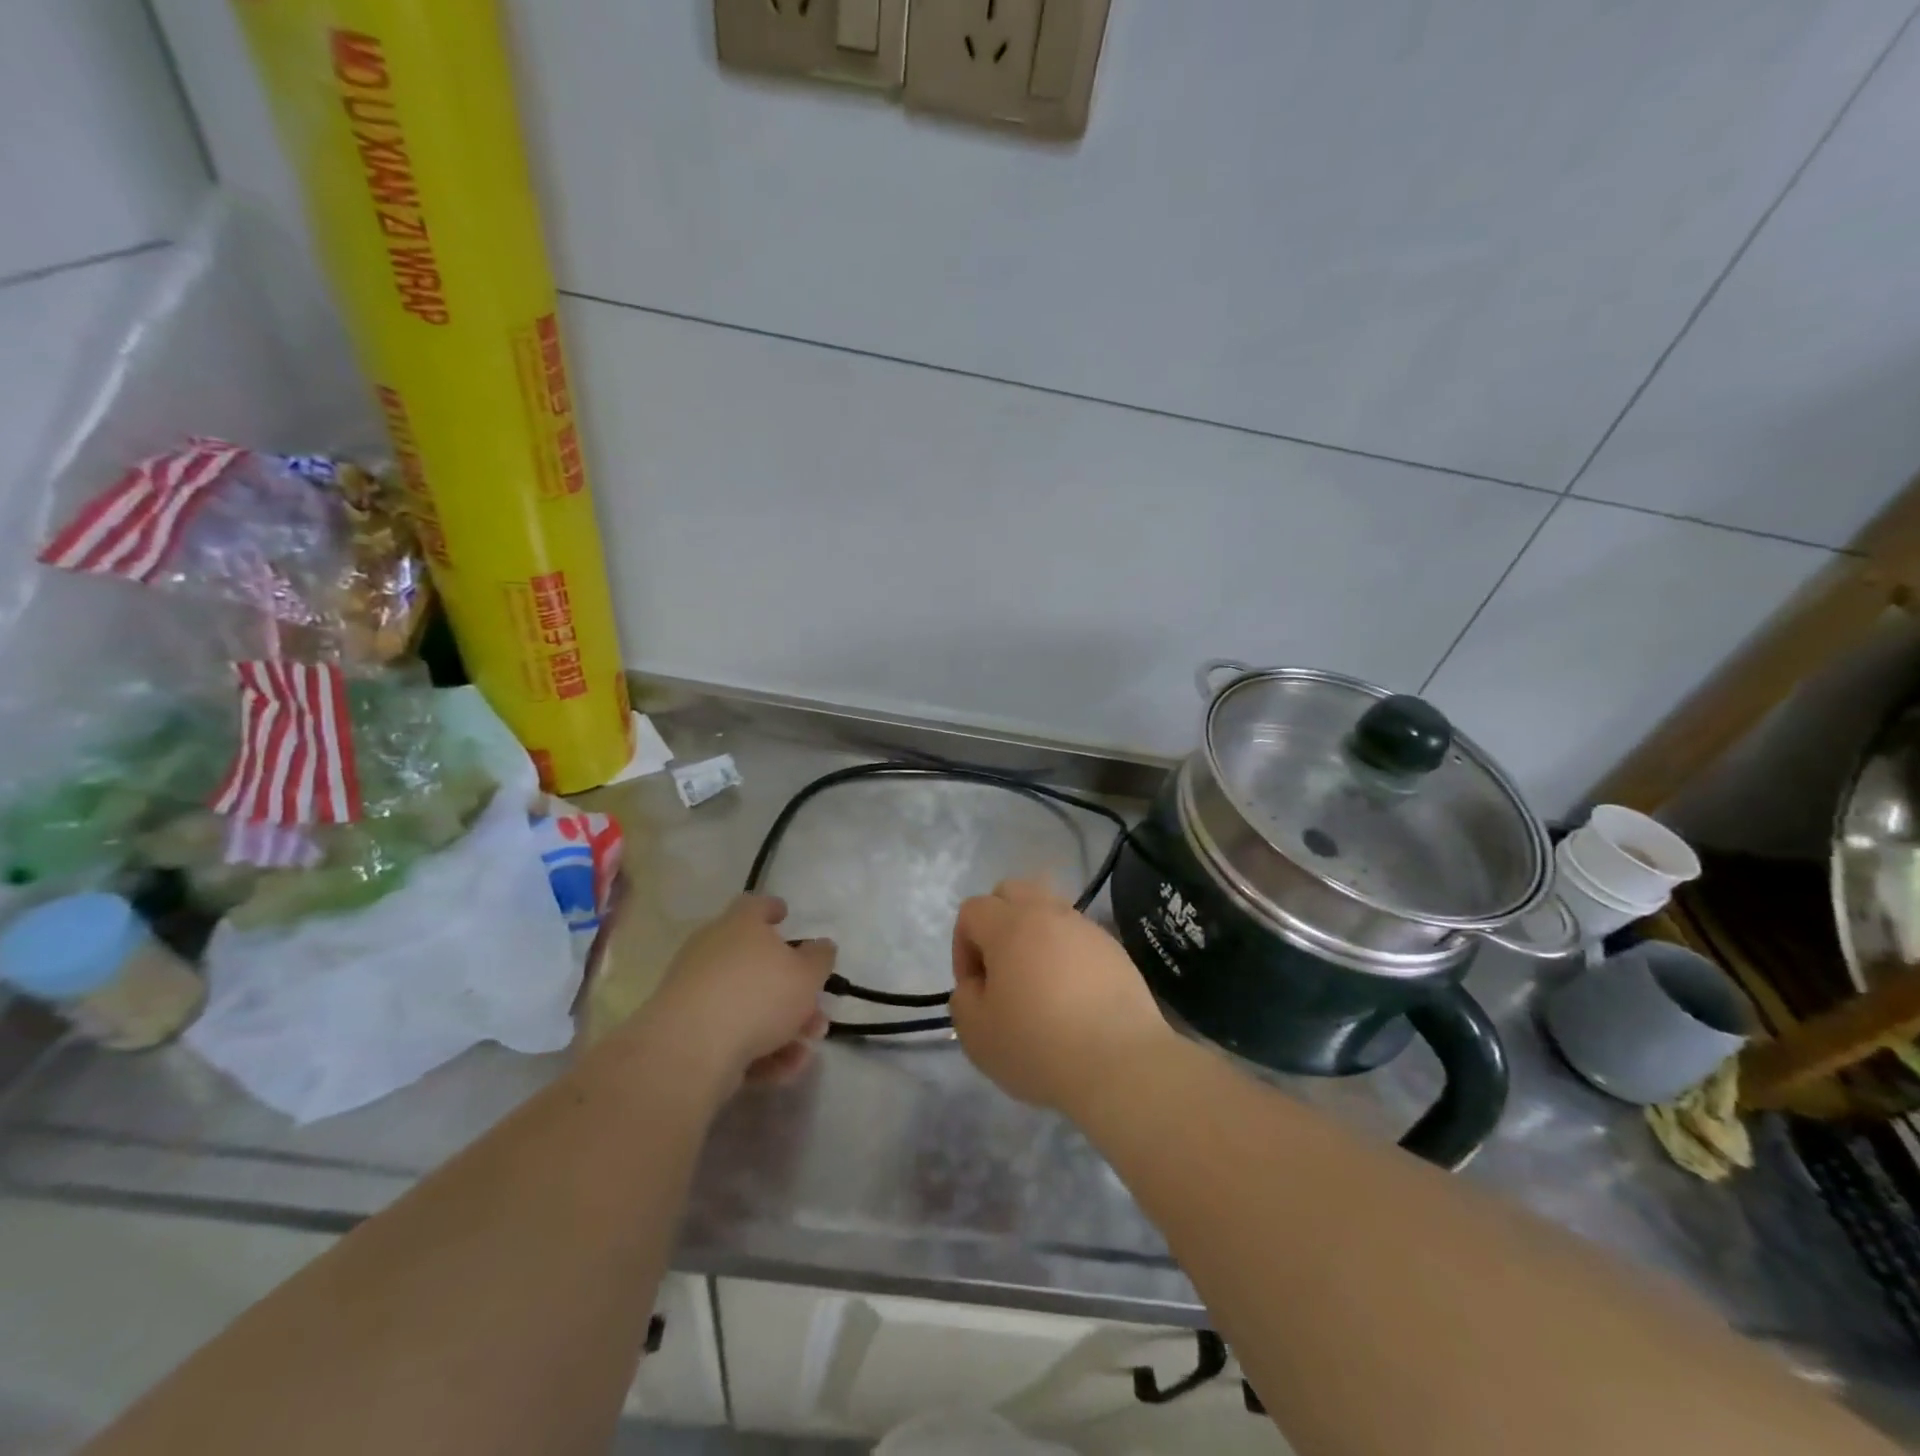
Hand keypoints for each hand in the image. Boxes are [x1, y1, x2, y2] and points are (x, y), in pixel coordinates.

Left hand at [647, 895, 833, 1090]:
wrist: (690, 1049)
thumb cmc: (757, 996)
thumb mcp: (807, 974)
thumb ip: (820, 958)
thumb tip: (820, 947)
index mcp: (739, 926)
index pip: (755, 906)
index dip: (772, 909)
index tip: (784, 914)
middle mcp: (713, 952)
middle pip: (757, 965)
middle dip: (790, 991)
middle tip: (817, 1010)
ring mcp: (696, 993)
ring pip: (748, 1006)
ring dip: (782, 1027)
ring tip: (806, 1050)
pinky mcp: (687, 1033)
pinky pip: (731, 1036)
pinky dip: (759, 1050)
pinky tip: (784, 1069)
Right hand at [949, 878, 1172, 1111]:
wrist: (1120, 1063)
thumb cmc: (1038, 1046)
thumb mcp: (976, 1033)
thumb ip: (964, 998)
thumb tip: (978, 985)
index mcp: (1010, 925)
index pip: (972, 910)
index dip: (962, 947)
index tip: (975, 988)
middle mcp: (1049, 914)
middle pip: (1012, 891)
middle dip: (997, 922)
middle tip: (1001, 970)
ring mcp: (1086, 929)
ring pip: (1049, 910)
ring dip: (1035, 936)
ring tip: (1039, 984)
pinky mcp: (1115, 950)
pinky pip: (1079, 938)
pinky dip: (1067, 955)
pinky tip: (1073, 997)